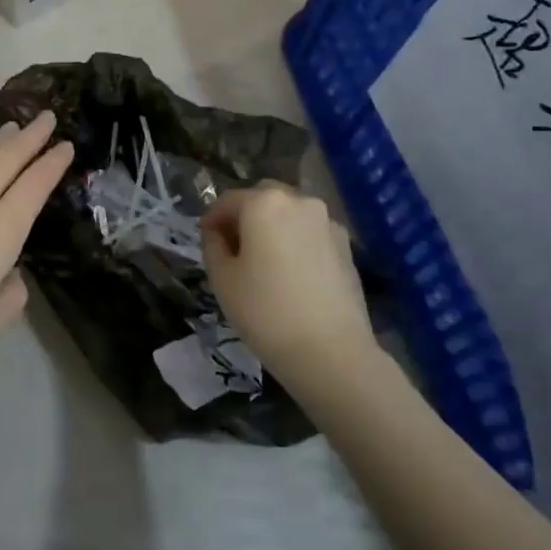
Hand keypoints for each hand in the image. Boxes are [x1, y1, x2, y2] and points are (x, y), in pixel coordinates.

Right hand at [201, 182, 379, 383]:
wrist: (330, 352)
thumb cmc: (265, 311)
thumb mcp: (222, 278)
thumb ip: (213, 245)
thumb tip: (218, 233)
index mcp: (264, 203)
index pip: (227, 201)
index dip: (211, 219)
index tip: (204, 239)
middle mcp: (299, 201)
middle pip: (263, 198)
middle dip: (244, 216)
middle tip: (233, 248)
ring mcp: (328, 223)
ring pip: (289, 214)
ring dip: (272, 227)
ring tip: (263, 262)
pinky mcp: (346, 246)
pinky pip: (310, 233)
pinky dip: (295, 242)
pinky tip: (290, 274)